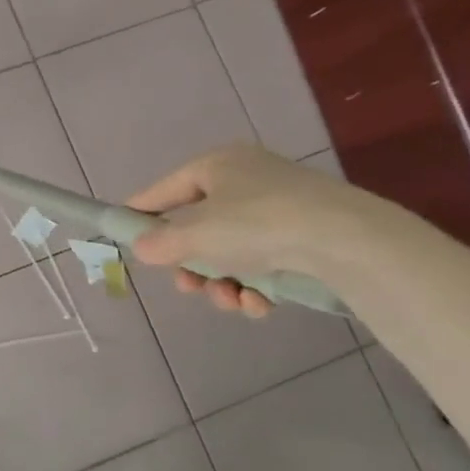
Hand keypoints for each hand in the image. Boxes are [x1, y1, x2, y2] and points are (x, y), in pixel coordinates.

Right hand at [124, 145, 367, 317]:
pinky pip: (262, 263)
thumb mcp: (195, 234)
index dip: (140, 214)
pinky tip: (259, 304)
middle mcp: (246, 180)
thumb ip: (160, 242)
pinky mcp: (305, 237)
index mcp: (216, 165)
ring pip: (229, 252)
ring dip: (222, 283)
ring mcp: (278, 209)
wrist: (347, 241)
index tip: (123, 238)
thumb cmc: (257, 224)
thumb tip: (143, 247)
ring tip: (230, 300)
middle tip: (188, 286)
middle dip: (191, 264)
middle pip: (198, 228)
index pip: (163, 190)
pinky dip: (255, 286)